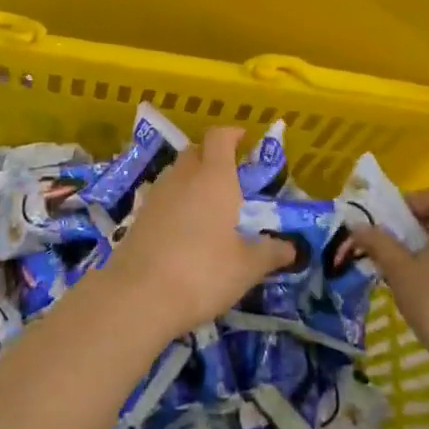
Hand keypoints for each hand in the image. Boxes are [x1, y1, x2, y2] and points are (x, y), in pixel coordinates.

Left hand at [104, 127, 295, 338]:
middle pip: (195, 151)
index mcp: (214, 178)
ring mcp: (156, 194)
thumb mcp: (247, 267)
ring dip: (191, 179)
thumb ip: (270, 252)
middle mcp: (183, 176)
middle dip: (212, 156)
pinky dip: (174, 201)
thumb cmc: (203, 272)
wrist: (139, 294)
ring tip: (208, 204)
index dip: (231, 134)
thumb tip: (290, 247)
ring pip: (176, 172)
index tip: (244, 139)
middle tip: (230, 177)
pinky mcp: (138, 215)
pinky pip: (161, 195)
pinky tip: (182, 226)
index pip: (219, 137)